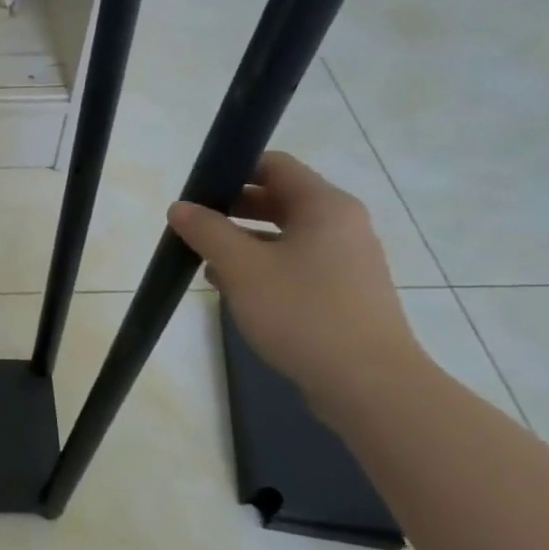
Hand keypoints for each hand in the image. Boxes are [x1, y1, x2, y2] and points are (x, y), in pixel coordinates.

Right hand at [167, 152, 419, 404]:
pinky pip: (296, 265)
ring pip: (285, 236)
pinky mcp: (345, 293)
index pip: (274, 165)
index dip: (232, 170)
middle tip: (194, 227)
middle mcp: (342, 224)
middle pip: (279, 199)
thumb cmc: (302, 312)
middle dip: (232, 210)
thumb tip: (180, 207)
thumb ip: (207, 231)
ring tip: (206, 263)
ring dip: (243, 243)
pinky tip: (235, 291)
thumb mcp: (241, 267)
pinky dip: (264, 268)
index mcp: (324, 206)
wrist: (368, 384)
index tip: (197, 191)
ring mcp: (347, 260)